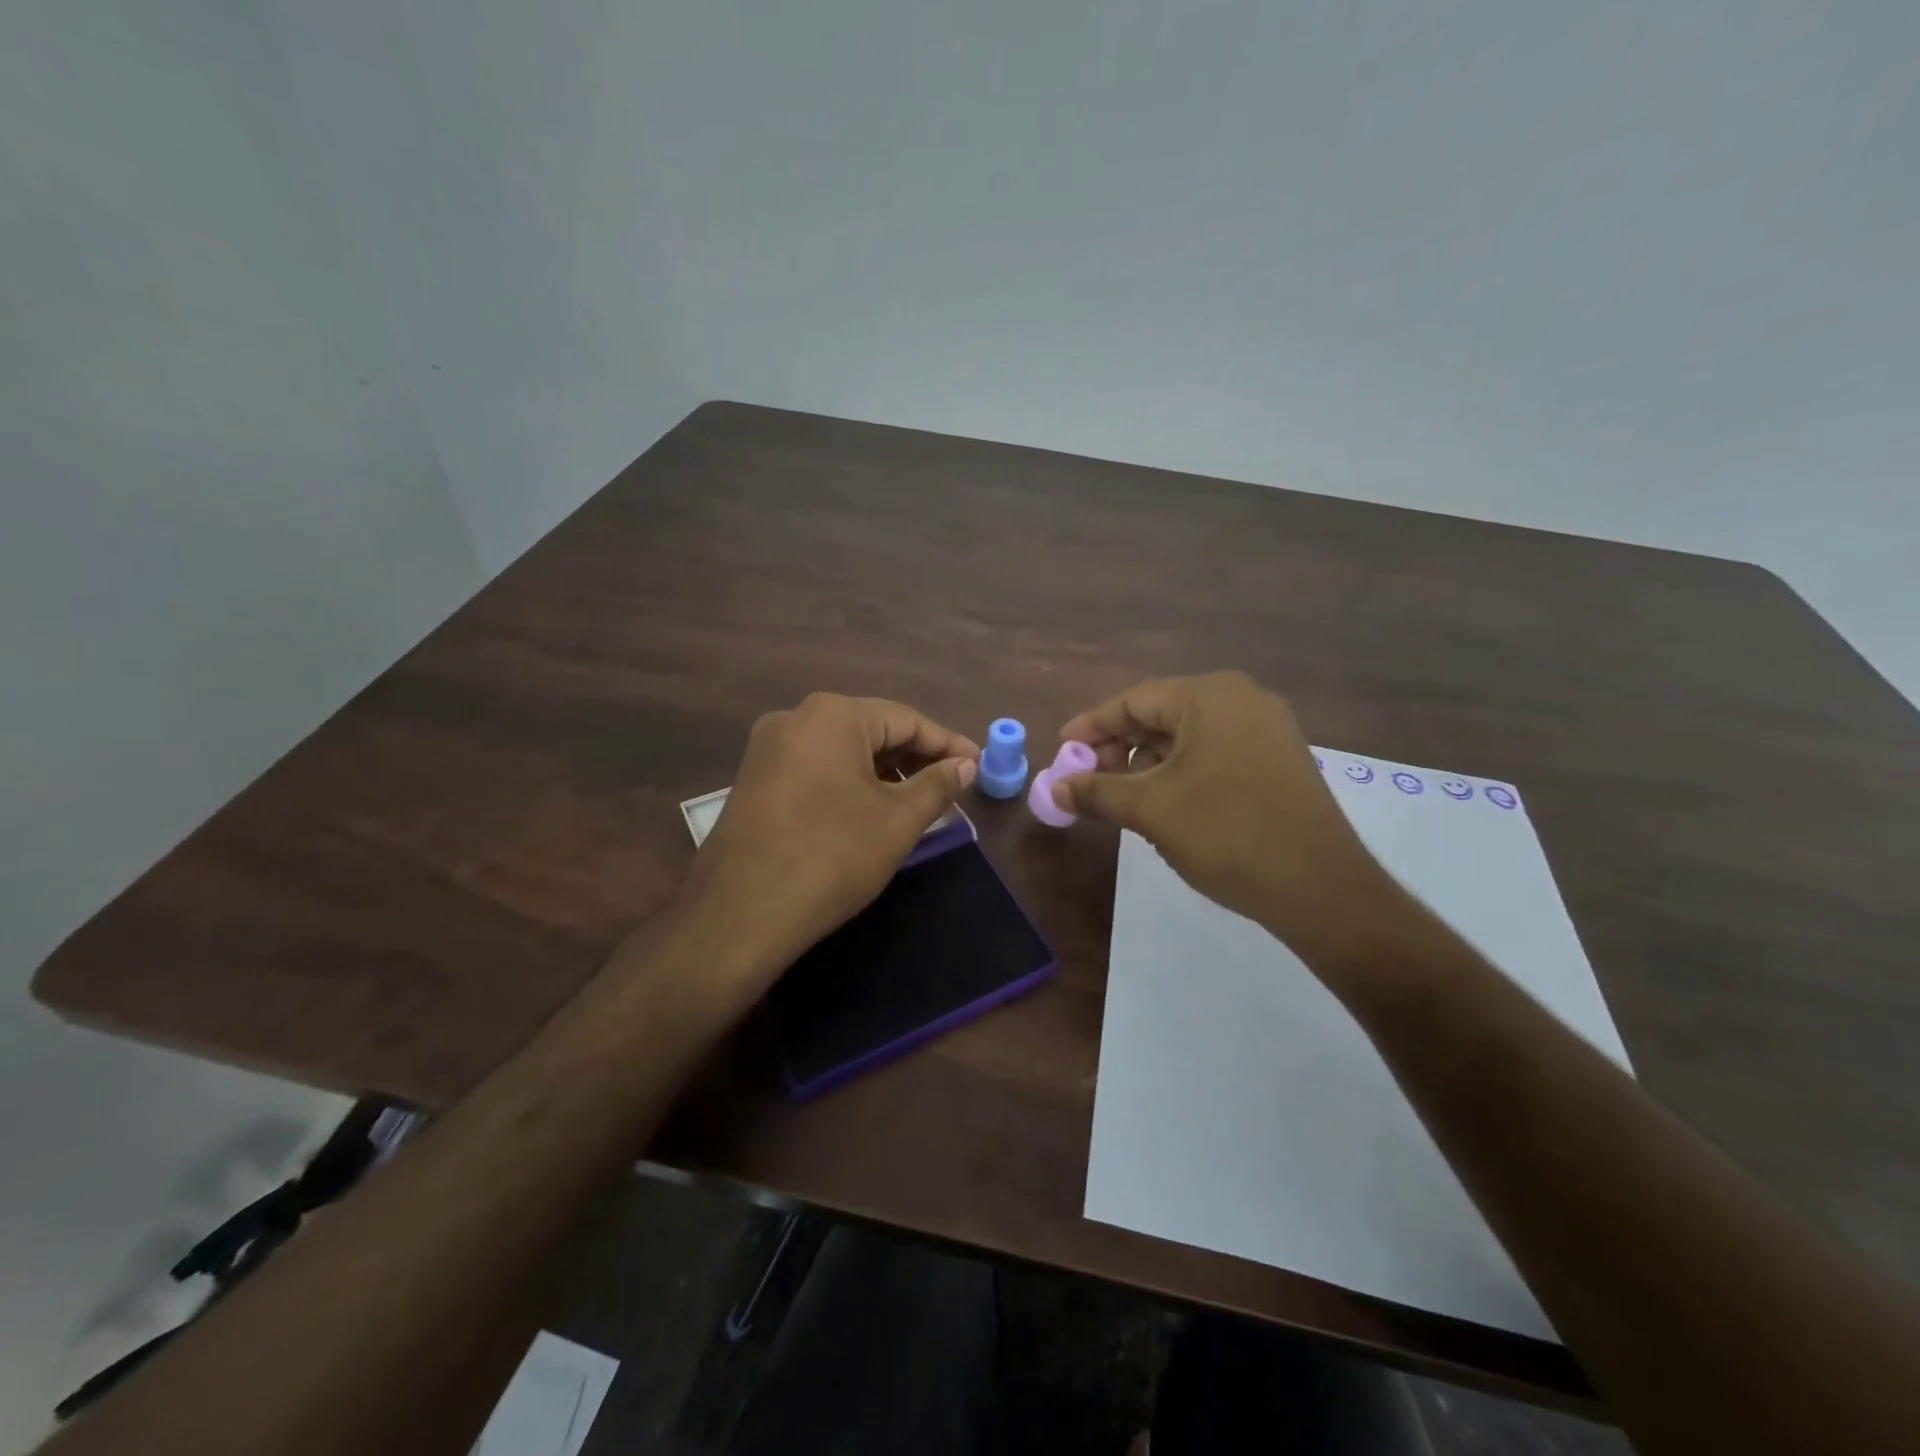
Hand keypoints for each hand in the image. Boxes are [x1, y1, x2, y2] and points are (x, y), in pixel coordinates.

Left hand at [682, 693, 978, 984]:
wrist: (741, 913)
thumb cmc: (832, 856)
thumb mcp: (898, 820)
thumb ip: (938, 785)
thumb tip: (965, 765)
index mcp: (833, 715)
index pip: (906, 720)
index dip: (948, 744)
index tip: (979, 765)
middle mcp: (795, 718)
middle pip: (872, 730)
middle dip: (915, 757)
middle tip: (953, 785)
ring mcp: (768, 749)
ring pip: (843, 751)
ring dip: (884, 772)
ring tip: (917, 801)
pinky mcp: (754, 780)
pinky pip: (816, 769)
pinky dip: (850, 783)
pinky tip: (870, 810)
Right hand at [1054, 672, 1393, 959]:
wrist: (1320, 887)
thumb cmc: (1225, 832)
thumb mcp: (1150, 809)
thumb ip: (1096, 792)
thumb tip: (1054, 788)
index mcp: (1209, 696)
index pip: (1134, 700)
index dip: (1091, 727)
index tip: (1062, 751)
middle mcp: (1241, 700)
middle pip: (1161, 714)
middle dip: (1118, 747)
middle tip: (1086, 779)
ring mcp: (1267, 730)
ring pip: (1188, 737)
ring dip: (1148, 763)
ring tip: (1121, 798)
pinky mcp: (1279, 761)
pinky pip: (1215, 753)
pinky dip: (1181, 772)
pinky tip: (1164, 803)